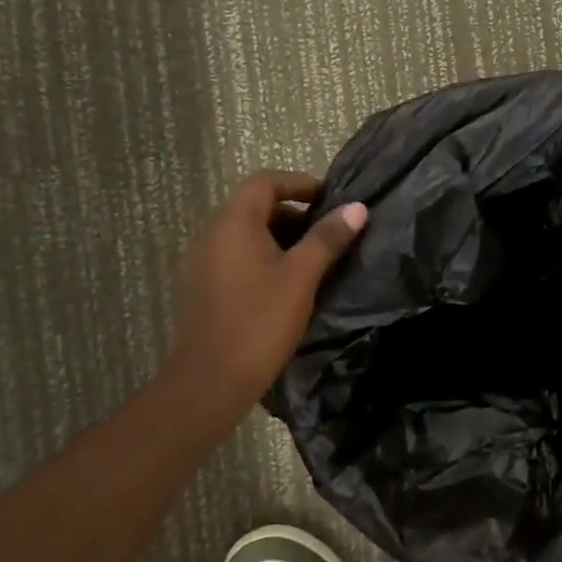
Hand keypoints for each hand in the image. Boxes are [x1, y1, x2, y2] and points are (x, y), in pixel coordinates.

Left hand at [158, 171, 366, 416]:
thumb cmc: (260, 321)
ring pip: (247, 232)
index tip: (331, 200)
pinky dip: (265, 256)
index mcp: (233, 223)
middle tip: (328, 232)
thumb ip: (328, 238)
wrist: (212, 380)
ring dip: (281, 236)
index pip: (265, 181)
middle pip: (255, 205)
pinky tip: (289, 283)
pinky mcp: (205, 286)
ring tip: (315, 259)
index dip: (299, 183)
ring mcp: (204, 261)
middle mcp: (212, 234)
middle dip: (294, 212)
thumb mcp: (302, 276)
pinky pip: (238, 255)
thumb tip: (356, 207)